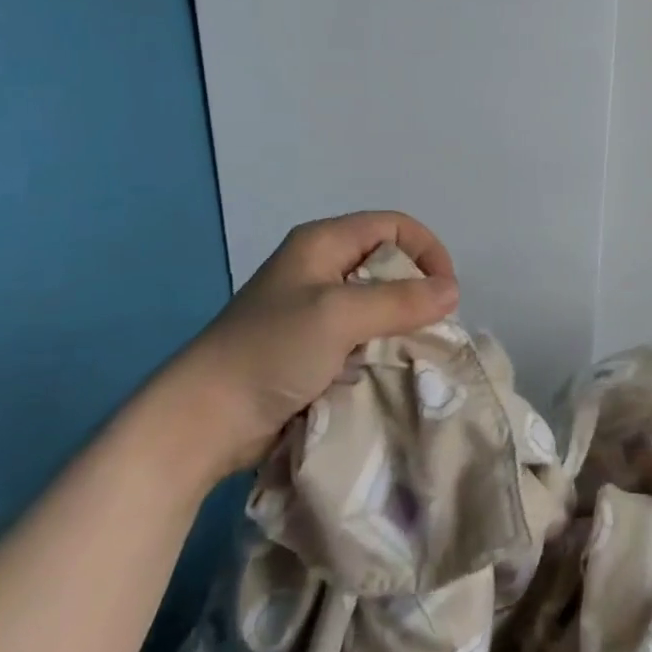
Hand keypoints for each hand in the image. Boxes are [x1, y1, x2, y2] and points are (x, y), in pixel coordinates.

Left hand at [162, 211, 457, 482]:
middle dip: (416, 292)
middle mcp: (321, 268)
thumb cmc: (270, 351)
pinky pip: (362, 336)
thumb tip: (452, 292)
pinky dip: (379, 349)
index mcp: (323, 242)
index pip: (394, 226)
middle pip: (389, 264)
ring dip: (399, 326)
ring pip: (378, 304)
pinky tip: (385, 370)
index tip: (445, 292)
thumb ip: (401, 300)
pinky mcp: (310, 348)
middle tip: (430, 326)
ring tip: (411, 352)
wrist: (199, 424)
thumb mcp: (340, 315)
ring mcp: (314, 310)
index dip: (426, 250)